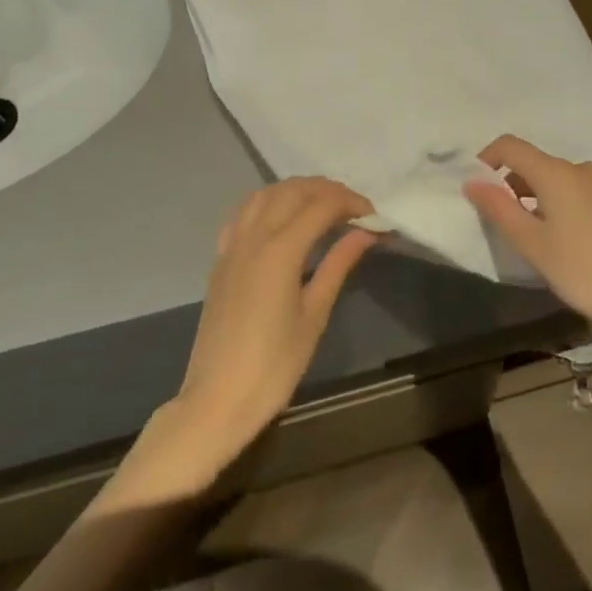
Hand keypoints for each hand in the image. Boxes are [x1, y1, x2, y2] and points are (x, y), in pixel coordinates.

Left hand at [136, 178, 376, 495]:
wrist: (216, 400)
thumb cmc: (273, 366)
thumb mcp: (314, 315)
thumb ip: (338, 265)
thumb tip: (366, 232)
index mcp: (280, 250)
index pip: (321, 205)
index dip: (351, 203)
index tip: (374, 216)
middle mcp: (254, 237)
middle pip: (293, 191)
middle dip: (327, 190)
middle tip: (355, 208)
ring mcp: (232, 246)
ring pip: (266, 194)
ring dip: (297, 190)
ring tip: (323, 206)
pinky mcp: (221, 259)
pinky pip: (244, 213)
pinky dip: (268, 203)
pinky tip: (282, 219)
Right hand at [464, 135, 591, 339]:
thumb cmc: (582, 270)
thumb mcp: (532, 243)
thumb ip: (499, 208)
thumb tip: (472, 182)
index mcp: (555, 172)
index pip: (510, 146)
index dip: (486, 159)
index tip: (476, 188)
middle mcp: (579, 169)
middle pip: (533, 162)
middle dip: (509, 183)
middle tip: (499, 219)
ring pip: (555, 178)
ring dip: (534, 195)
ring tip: (528, 232)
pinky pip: (575, 191)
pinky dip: (557, 203)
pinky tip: (560, 237)